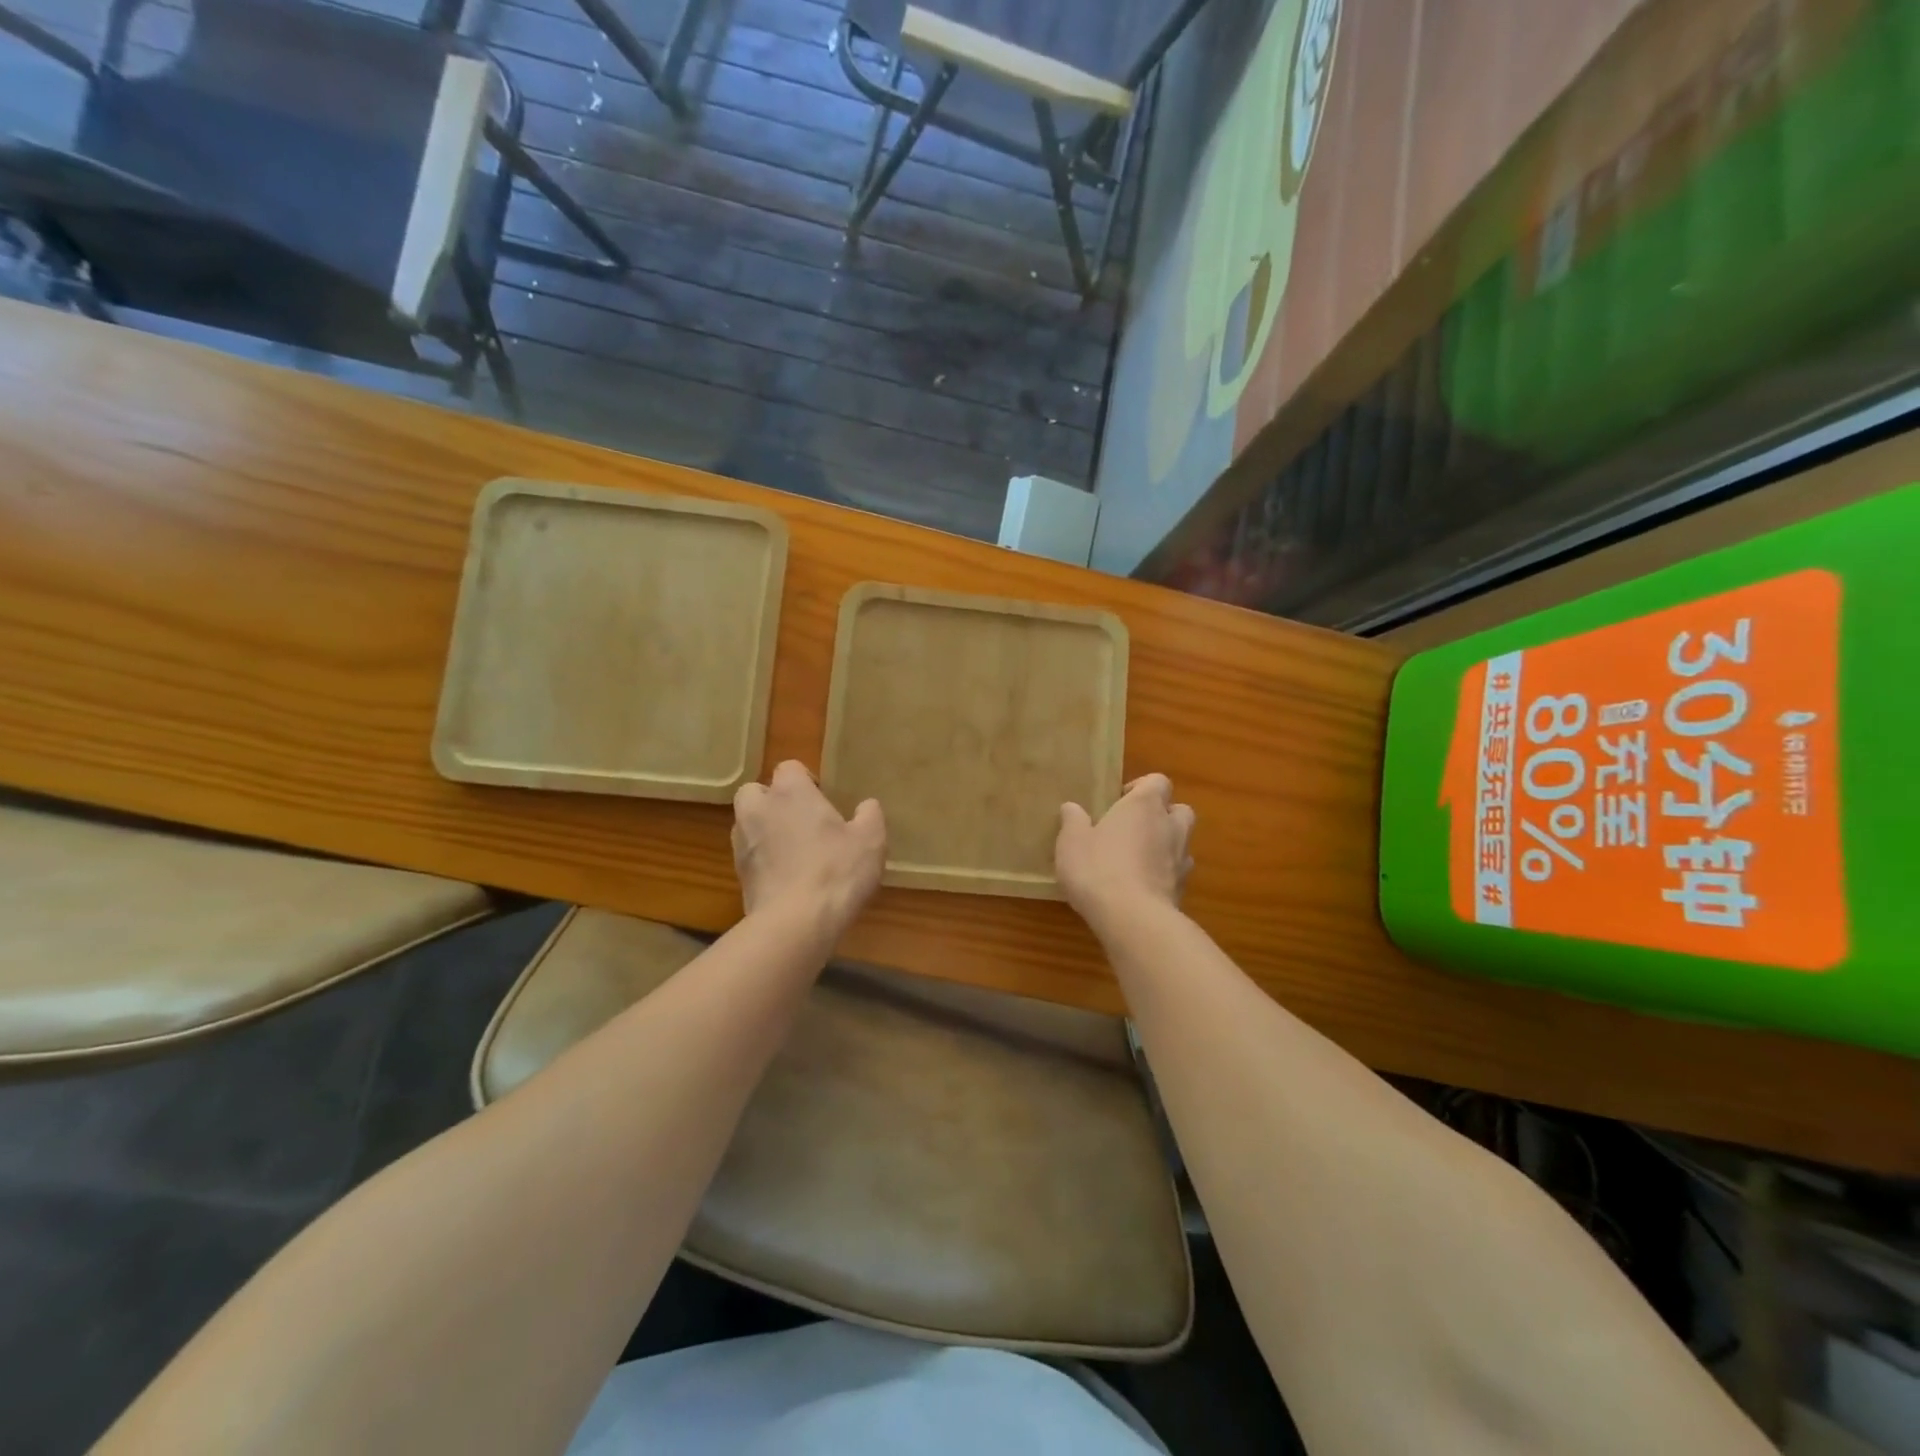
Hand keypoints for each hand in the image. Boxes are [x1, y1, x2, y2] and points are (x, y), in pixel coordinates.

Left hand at [732, 761, 886, 938]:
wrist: (795, 923)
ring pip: (747, 823)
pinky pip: (749, 855)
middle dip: (772, 800)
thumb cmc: (836, 871)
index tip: (822, 798)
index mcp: (790, 792)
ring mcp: (742, 843)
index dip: (805, 780)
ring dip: (765, 830)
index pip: (789, 767)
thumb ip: (870, 816)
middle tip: (800, 820)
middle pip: (755, 791)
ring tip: (793, 850)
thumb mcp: (870, 840)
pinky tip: (787, 877)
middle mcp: (759, 810)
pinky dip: (763, 859)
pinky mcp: (738, 874)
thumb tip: (866, 805)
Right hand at [1056, 774, 1195, 933]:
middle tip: (1134, 828)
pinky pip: (1177, 873)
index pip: (1158, 781)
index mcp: (1144, 806)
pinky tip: (1141, 886)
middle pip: (1179, 810)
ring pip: (1182, 842)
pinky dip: (1164, 874)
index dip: (1141, 787)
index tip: (1119, 802)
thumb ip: (1073, 820)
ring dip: (1165, 845)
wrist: (1132, 918)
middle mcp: (1170, 826)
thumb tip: (1072, 807)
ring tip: (1138, 859)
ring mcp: (1181, 859)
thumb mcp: (1071, 841)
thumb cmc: (1098, 868)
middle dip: (1162, 815)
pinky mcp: (1183, 889)